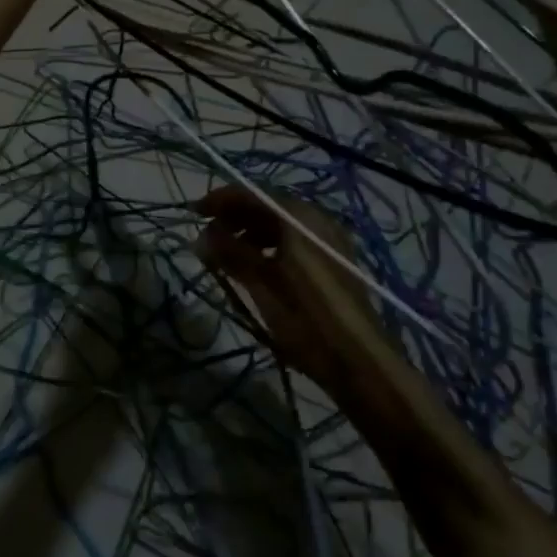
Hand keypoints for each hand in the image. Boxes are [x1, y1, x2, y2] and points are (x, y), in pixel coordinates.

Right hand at [194, 185, 391, 388]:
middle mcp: (317, 218)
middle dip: (235, 215)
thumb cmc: (307, 322)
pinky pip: (298, 236)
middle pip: (269, 205)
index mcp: (300, 218)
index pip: (253, 194)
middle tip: (207, 233)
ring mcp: (330, 237)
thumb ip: (231, 254)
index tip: (194, 213)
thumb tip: (201, 236)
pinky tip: (257, 263)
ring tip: (227, 251)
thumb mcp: (263, 287)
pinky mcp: (336, 257)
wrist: (362, 363)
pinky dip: (273, 242)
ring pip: (283, 222)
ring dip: (252, 230)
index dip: (220, 200)